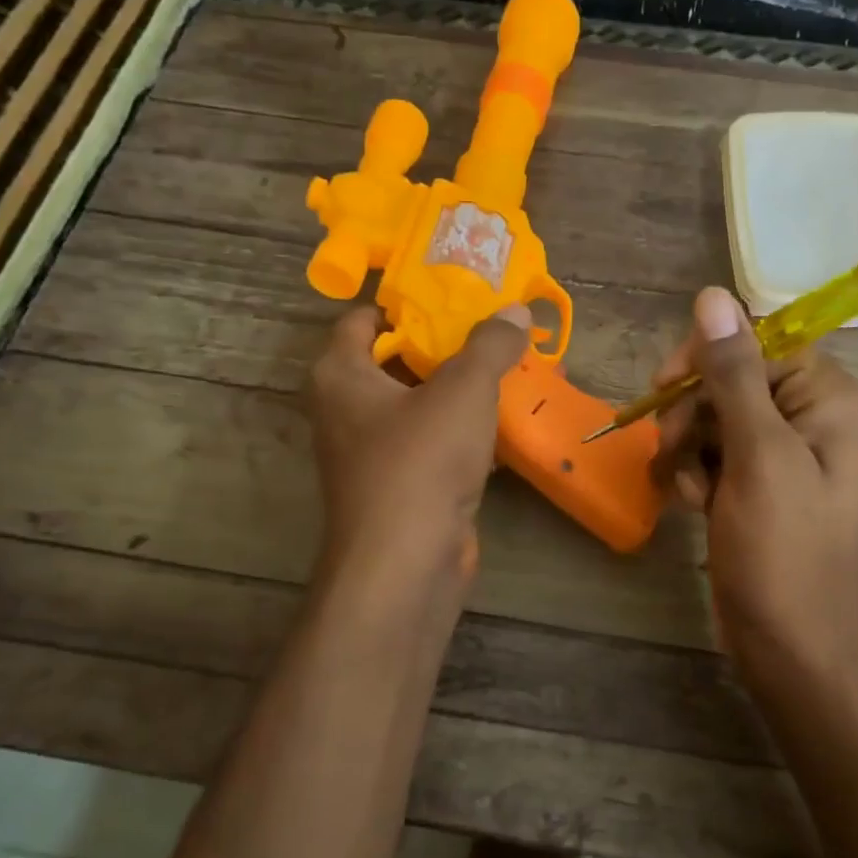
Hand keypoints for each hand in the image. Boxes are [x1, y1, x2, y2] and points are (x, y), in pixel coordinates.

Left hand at [308, 304, 529, 583]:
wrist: (406, 563)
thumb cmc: (421, 460)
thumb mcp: (463, 389)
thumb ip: (490, 344)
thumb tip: (516, 311)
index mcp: (341, 375)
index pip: (362, 320)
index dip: (403, 302)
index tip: (449, 293)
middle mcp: (347, 411)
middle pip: (394, 361)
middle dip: (442, 345)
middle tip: (490, 327)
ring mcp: (371, 454)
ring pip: (417, 405)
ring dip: (457, 390)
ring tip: (506, 368)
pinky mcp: (400, 487)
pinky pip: (431, 444)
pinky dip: (461, 431)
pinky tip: (502, 423)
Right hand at [653, 288, 857, 656]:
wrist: (795, 649)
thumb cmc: (784, 552)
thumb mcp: (758, 456)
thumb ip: (733, 374)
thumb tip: (713, 295)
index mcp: (827, 398)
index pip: (757, 341)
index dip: (707, 357)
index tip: (666, 387)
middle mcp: (808, 417)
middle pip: (729, 378)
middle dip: (692, 412)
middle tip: (673, 448)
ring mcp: (779, 454)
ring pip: (711, 417)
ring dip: (686, 447)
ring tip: (689, 491)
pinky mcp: (753, 485)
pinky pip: (710, 454)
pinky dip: (693, 474)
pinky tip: (693, 506)